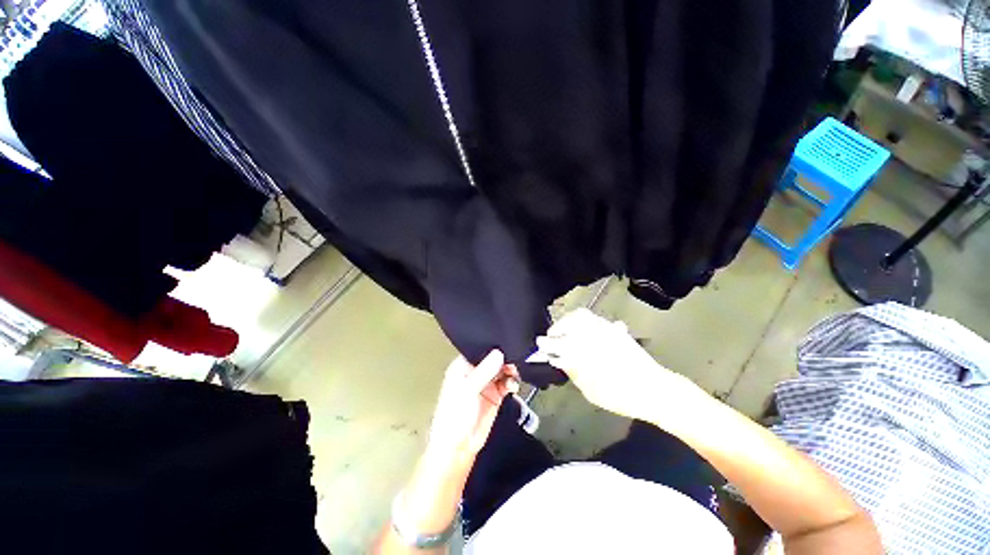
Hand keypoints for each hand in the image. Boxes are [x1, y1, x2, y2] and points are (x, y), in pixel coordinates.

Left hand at [424, 350, 518, 468]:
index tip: (507, 342)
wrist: (458, 449)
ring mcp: (485, 384)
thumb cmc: (454, 417)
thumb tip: (499, 353)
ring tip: (516, 372)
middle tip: (516, 359)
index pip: (480, 350)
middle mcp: (475, 372)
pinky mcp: (495, 396)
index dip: (493, 346)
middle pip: (493, 359)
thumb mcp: (468, 390)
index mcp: (463, 366)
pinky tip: (513, 386)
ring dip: (510, 370)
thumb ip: (484, 371)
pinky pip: (506, 384)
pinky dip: (512, 383)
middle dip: (505, 358)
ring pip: (502, 370)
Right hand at [535, 308, 703, 422]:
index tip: (540, 344)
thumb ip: (573, 371)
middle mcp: (591, 335)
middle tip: (551, 338)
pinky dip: (582, 320)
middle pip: (567, 323)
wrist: (654, 389)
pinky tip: (581, 328)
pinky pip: (593, 317)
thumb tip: (559, 359)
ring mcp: (604, 329)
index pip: (558, 342)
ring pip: (580, 316)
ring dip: (567, 321)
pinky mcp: (614, 329)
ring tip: (564, 330)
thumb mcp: (590, 390)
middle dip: (556, 329)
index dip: (547, 343)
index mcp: (583, 351)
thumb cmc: (620, 395)